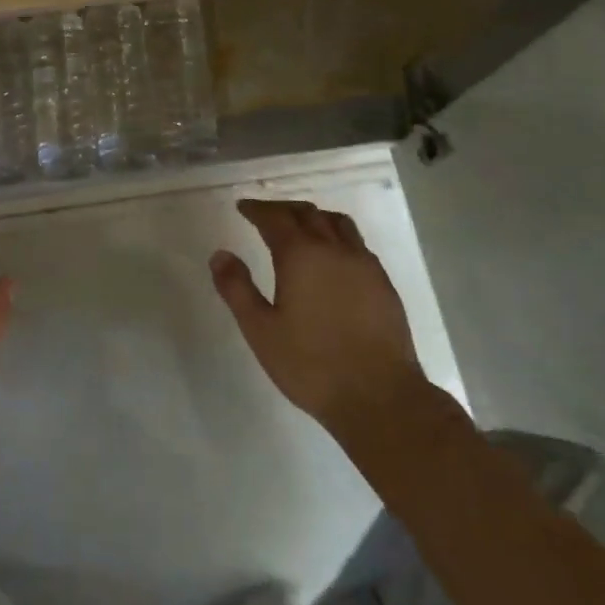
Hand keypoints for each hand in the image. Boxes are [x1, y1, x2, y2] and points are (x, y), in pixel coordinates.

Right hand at [210, 199, 426, 438]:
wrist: (379, 396)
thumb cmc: (311, 365)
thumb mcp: (260, 330)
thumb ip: (237, 289)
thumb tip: (220, 254)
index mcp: (301, 255)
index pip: (275, 218)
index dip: (257, 209)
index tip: (243, 207)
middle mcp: (333, 249)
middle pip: (307, 213)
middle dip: (283, 209)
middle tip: (265, 214)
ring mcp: (363, 264)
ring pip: (337, 223)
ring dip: (314, 216)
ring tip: (301, 226)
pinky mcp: (383, 283)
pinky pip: (357, 243)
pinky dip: (338, 236)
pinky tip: (333, 257)